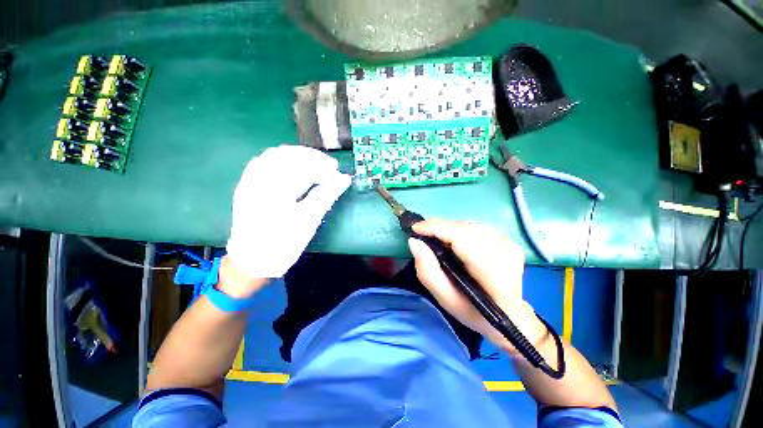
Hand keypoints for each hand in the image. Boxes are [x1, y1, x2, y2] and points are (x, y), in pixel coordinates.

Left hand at [226, 145, 350, 280]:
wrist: (252, 262)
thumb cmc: (283, 244)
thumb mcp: (308, 222)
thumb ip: (326, 196)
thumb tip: (344, 179)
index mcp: (273, 190)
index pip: (301, 166)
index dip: (322, 166)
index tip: (337, 172)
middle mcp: (258, 179)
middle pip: (287, 155)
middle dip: (312, 158)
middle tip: (330, 167)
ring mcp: (250, 181)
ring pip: (275, 155)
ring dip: (298, 156)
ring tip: (316, 165)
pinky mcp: (248, 185)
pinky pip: (264, 162)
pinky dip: (283, 160)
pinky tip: (295, 167)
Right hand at [408, 220, 548, 354]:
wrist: (512, 318)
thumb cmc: (475, 313)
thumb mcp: (445, 299)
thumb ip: (428, 271)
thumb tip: (414, 242)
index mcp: (492, 269)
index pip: (460, 236)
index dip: (435, 228)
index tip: (415, 228)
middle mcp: (503, 249)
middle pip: (462, 227)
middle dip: (438, 228)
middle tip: (422, 235)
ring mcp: (508, 242)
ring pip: (467, 225)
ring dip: (447, 229)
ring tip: (435, 239)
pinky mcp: (507, 239)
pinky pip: (475, 228)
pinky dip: (459, 231)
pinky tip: (453, 242)